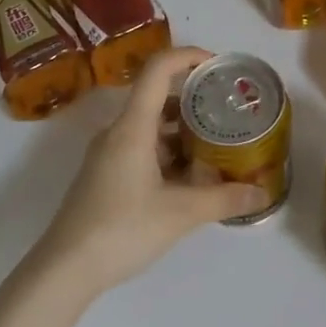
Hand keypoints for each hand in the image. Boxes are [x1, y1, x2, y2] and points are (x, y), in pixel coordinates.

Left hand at [30, 47, 268, 300]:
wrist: (64, 270)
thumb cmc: (121, 230)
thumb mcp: (180, 214)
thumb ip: (223, 199)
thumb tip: (262, 193)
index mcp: (133, 126)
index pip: (159, 69)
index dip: (188, 56)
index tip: (218, 65)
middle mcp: (118, 131)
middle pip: (157, 96)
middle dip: (194, 99)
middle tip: (227, 110)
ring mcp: (108, 153)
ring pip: (150, 125)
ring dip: (181, 129)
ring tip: (215, 144)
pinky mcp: (105, 174)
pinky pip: (141, 146)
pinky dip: (167, 151)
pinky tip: (189, 177)